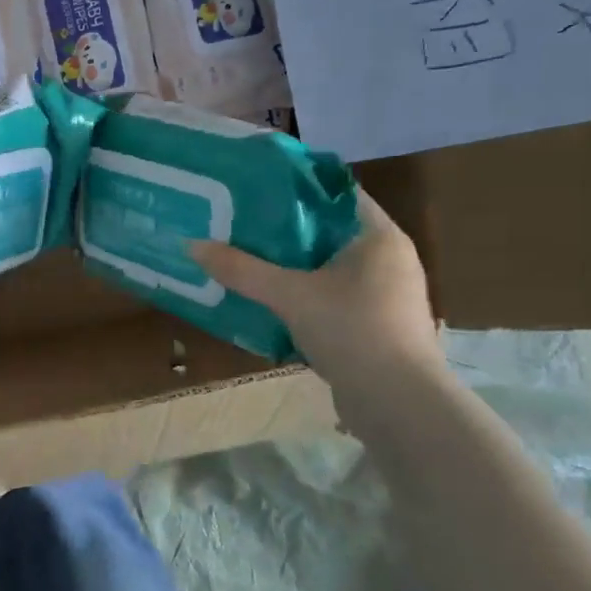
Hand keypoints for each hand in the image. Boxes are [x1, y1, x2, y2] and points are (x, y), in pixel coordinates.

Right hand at [190, 191, 442, 389]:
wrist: (398, 403)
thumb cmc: (352, 330)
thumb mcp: (289, 295)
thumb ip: (242, 269)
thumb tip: (191, 245)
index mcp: (379, 236)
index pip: (336, 194)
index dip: (295, 188)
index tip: (255, 187)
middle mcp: (389, 259)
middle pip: (328, 231)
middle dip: (285, 230)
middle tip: (239, 224)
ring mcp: (386, 295)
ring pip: (329, 268)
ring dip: (292, 266)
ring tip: (247, 260)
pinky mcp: (377, 326)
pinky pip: (333, 297)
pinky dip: (304, 295)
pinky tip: (271, 301)